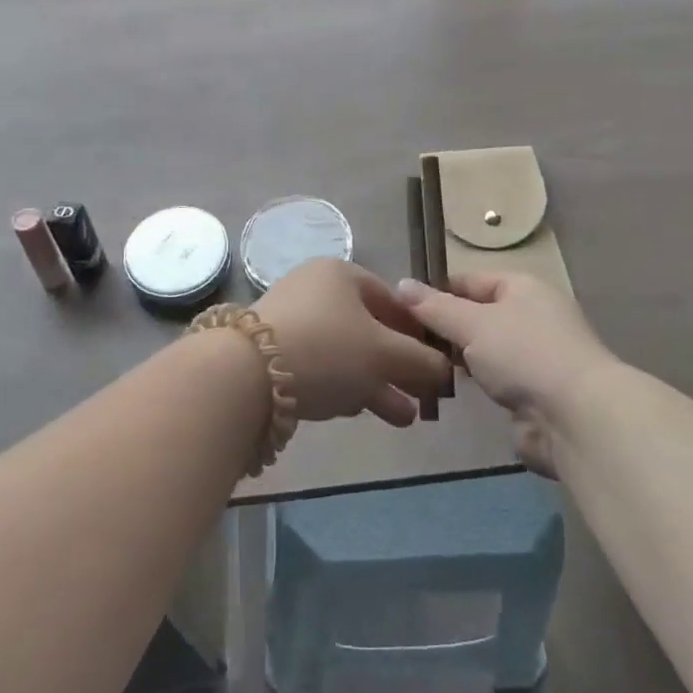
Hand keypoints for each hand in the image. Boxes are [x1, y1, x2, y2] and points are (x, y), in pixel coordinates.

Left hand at [254, 259, 451, 426]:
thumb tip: (445, 369)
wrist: (247, 375)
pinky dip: (345, 387)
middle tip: (423, 396)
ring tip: (404, 418)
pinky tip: (360, 412)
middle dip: (399, 366)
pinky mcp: (274, 354)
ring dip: (377, 384)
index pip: (392, 300)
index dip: (418, 332)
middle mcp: (316, 291)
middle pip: (369, 329)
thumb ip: (421, 360)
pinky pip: (321, 367)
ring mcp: (293, 322)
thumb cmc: (328, 348)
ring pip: (346, 353)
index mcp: (341, 274)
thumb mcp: (384, 353)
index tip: (436, 362)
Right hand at [396, 272, 614, 475]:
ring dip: (458, 360)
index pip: (470, 280)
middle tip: (404, 342)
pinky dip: (475, 385)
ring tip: (418, 367)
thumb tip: (401, 284)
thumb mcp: (472, 323)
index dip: (437, 291)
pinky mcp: (535, 394)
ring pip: (485, 350)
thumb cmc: (524, 354)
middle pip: (477, 315)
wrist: (577, 418)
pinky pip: (495, 380)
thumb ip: (434, 307)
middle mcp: (532, 316)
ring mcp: (535, 357)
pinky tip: (446, 391)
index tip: (400, 309)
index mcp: (523, 287)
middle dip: (444, 328)